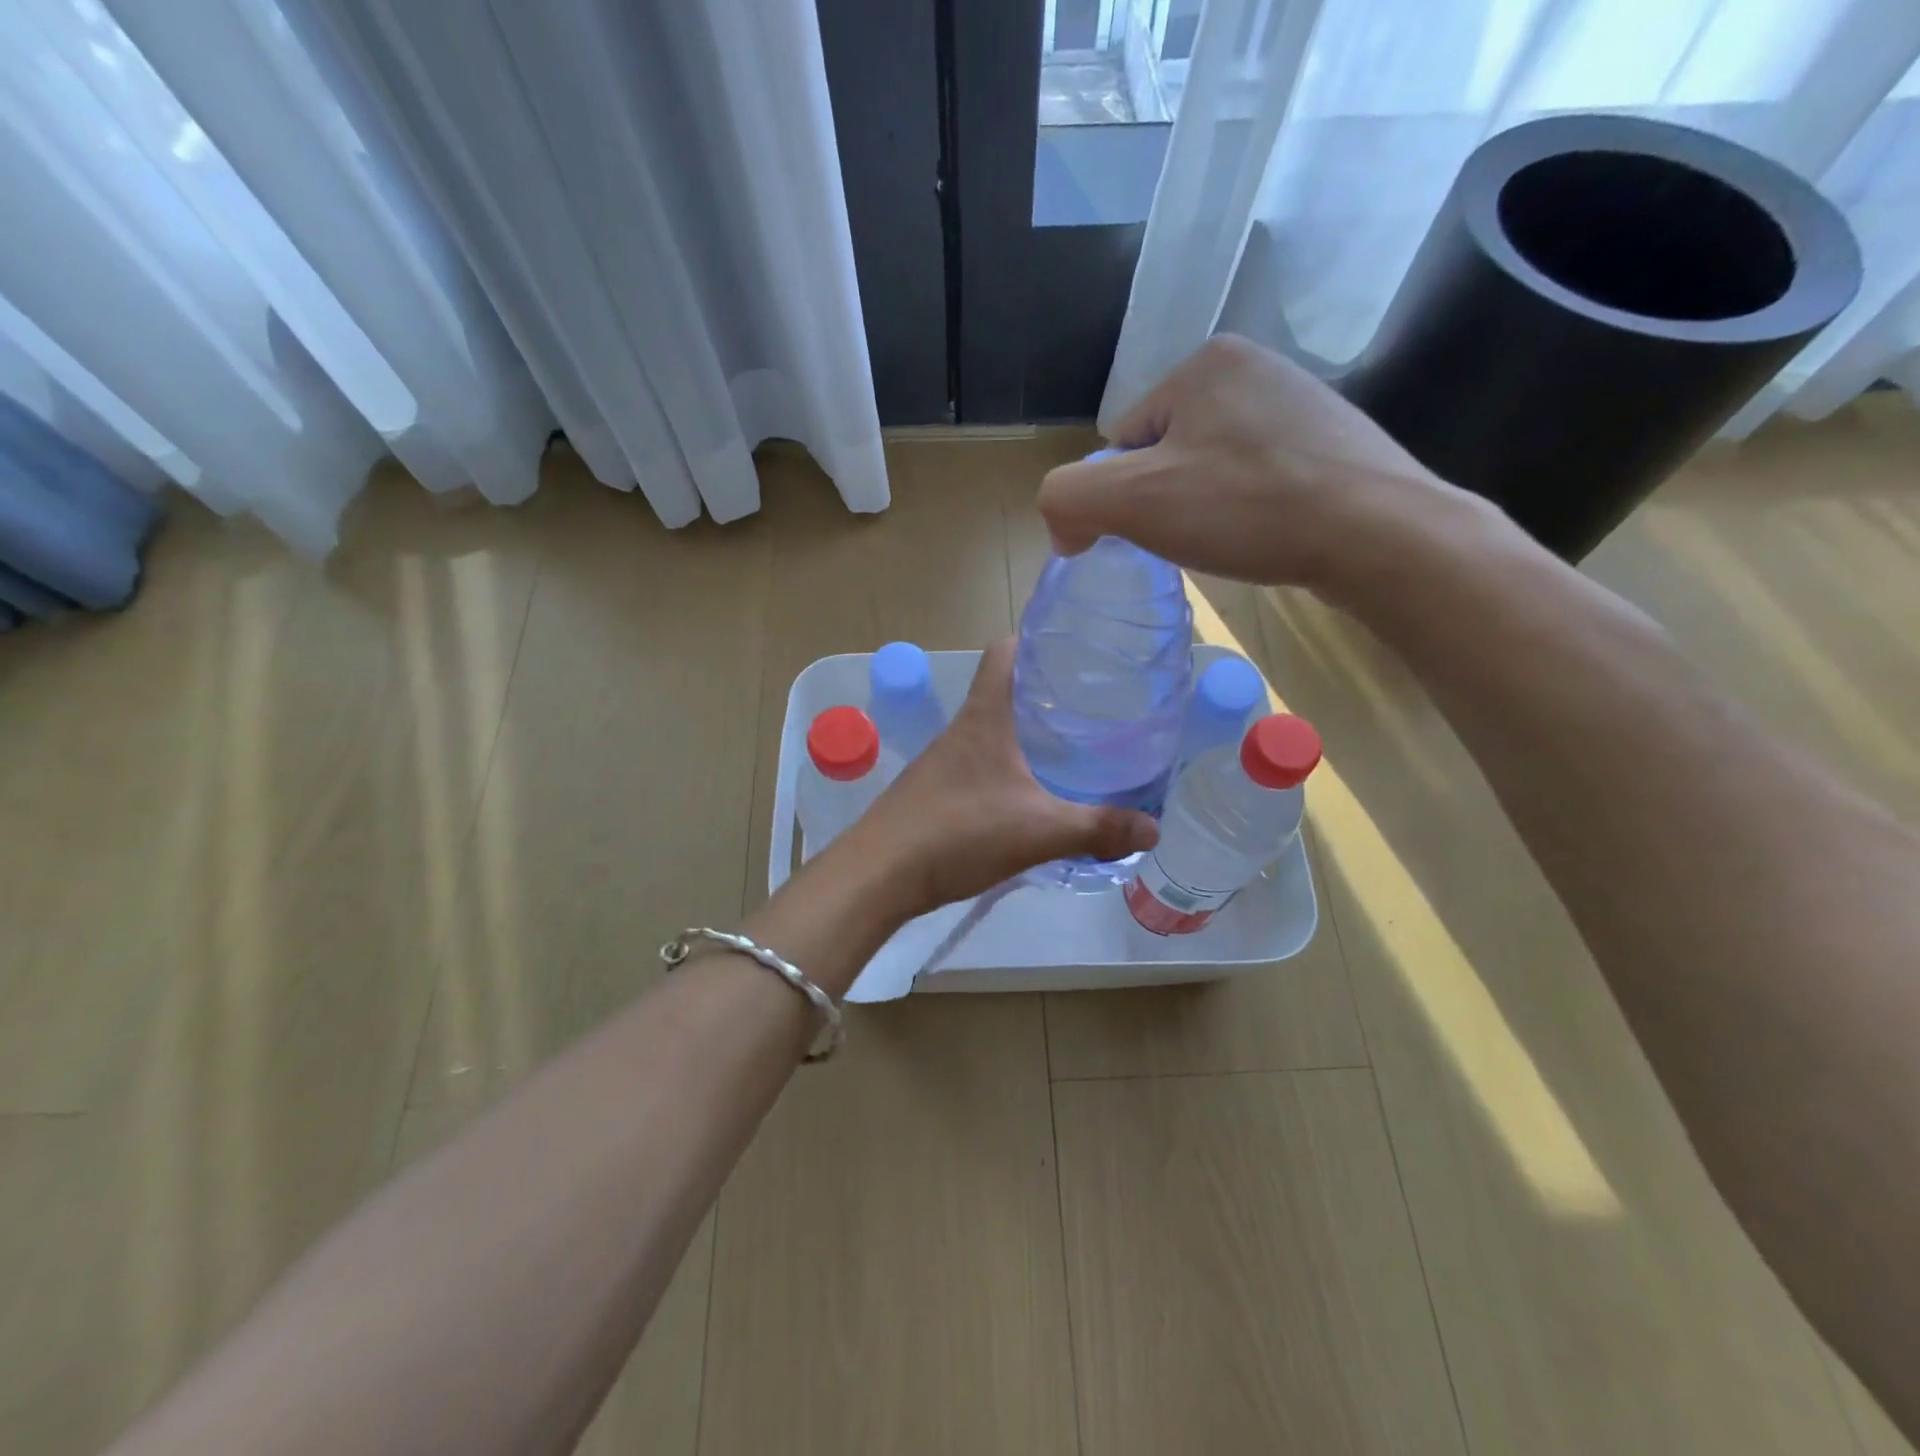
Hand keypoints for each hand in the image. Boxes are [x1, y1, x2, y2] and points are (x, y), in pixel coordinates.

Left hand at [837, 639, 1159, 917]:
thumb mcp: (1039, 831)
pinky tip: (1030, 794)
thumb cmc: (958, 833)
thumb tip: (1155, 829)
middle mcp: (961, 730)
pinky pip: (980, 765)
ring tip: (1070, 746)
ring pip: (992, 730)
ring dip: (1025, 732)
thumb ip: (1098, 828)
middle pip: (1003, 690)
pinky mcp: (935, 792)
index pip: (1004, 653)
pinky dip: (1007, 767)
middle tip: (1091, 703)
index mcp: (984, 718)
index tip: (1073, 646)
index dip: (1034, 639)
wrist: (879, 875)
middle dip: (1043, 690)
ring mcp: (943, 761)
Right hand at [1037, 335, 1452, 590]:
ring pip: (1212, 467)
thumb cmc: (1248, 508)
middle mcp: (1254, 367)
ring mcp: (1300, 402)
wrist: (1378, 534)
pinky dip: (1249, 509)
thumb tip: (1064, 528)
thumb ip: (1068, 499)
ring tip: (1234, 538)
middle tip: (1196, 537)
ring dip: (1207, 507)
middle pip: (1167, 452)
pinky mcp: (1331, 441)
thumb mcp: (1132, 501)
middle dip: (1166, 499)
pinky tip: (1267, 533)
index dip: (1124, 494)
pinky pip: (1257, 477)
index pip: (1124, 438)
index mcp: (1205, 363)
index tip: (1155, 528)